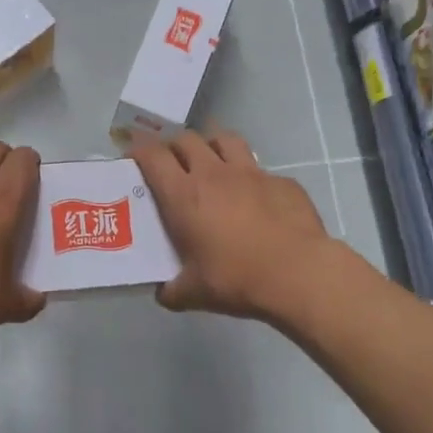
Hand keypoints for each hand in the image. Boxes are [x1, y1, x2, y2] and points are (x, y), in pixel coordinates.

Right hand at [130, 129, 333, 318]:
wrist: (299, 274)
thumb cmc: (237, 279)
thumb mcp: (194, 293)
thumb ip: (172, 290)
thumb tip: (163, 293)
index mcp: (185, 195)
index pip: (153, 156)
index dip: (139, 149)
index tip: (132, 154)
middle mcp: (214, 174)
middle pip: (187, 139)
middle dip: (173, 145)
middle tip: (170, 162)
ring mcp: (252, 173)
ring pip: (225, 140)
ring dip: (211, 146)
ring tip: (210, 162)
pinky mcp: (282, 182)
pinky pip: (261, 169)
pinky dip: (250, 177)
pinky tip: (255, 198)